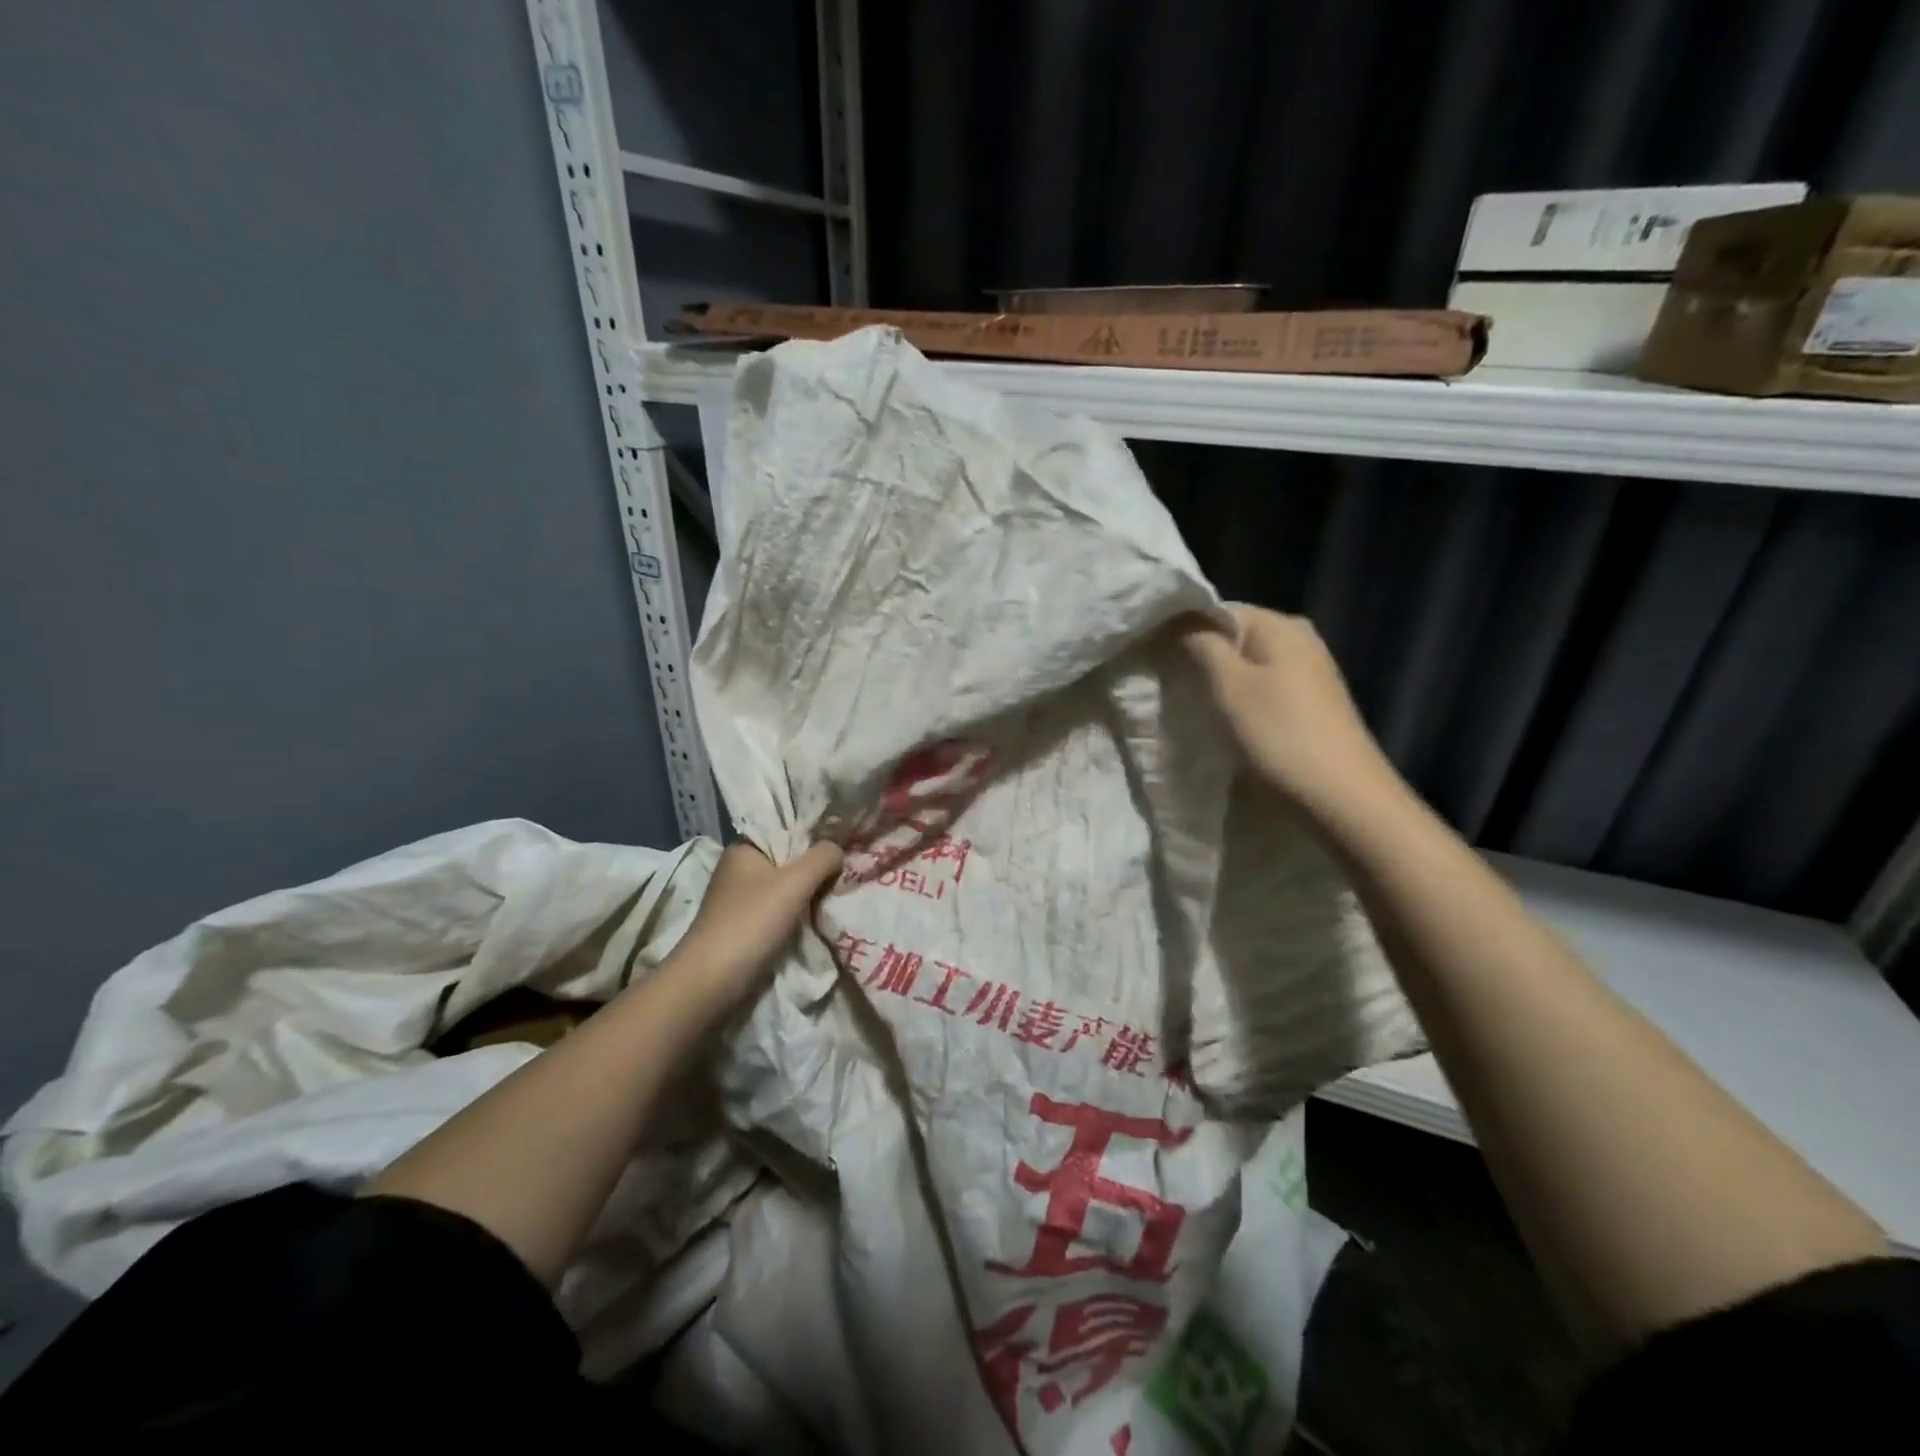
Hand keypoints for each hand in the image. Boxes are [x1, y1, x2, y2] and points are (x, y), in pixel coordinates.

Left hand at [666, 840, 843, 1007]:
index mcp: (743, 849)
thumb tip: (837, 850)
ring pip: (783, 888)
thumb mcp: (795, 882)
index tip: (841, 845)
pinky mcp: (742, 927)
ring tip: (837, 895)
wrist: (712, 981)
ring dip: (806, 895)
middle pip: (786, 861)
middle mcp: (738, 870)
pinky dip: (796, 915)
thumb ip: (822, 858)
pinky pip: (777, 912)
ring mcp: (738, 901)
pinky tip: (817, 919)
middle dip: (813, 869)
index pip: (784, 830)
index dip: (813, 836)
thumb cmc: (751, 922)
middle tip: (845, 873)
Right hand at [1183, 605, 1394, 814]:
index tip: (1152, 655)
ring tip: (1189, 701)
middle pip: (1233, 636)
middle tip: (1166, 680)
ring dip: (1217, 679)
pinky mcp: (1311, 702)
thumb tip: (1176, 618)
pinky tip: (1225, 719)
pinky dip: (1240, 697)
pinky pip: (1263, 686)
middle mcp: (1299, 638)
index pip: (1217, 610)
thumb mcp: (1229, 685)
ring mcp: (1310, 671)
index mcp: (1280, 624)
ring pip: (1247, 663)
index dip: (1182, 628)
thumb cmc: (1279, 735)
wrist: (1342, 797)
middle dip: (1199, 655)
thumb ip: (1199, 643)